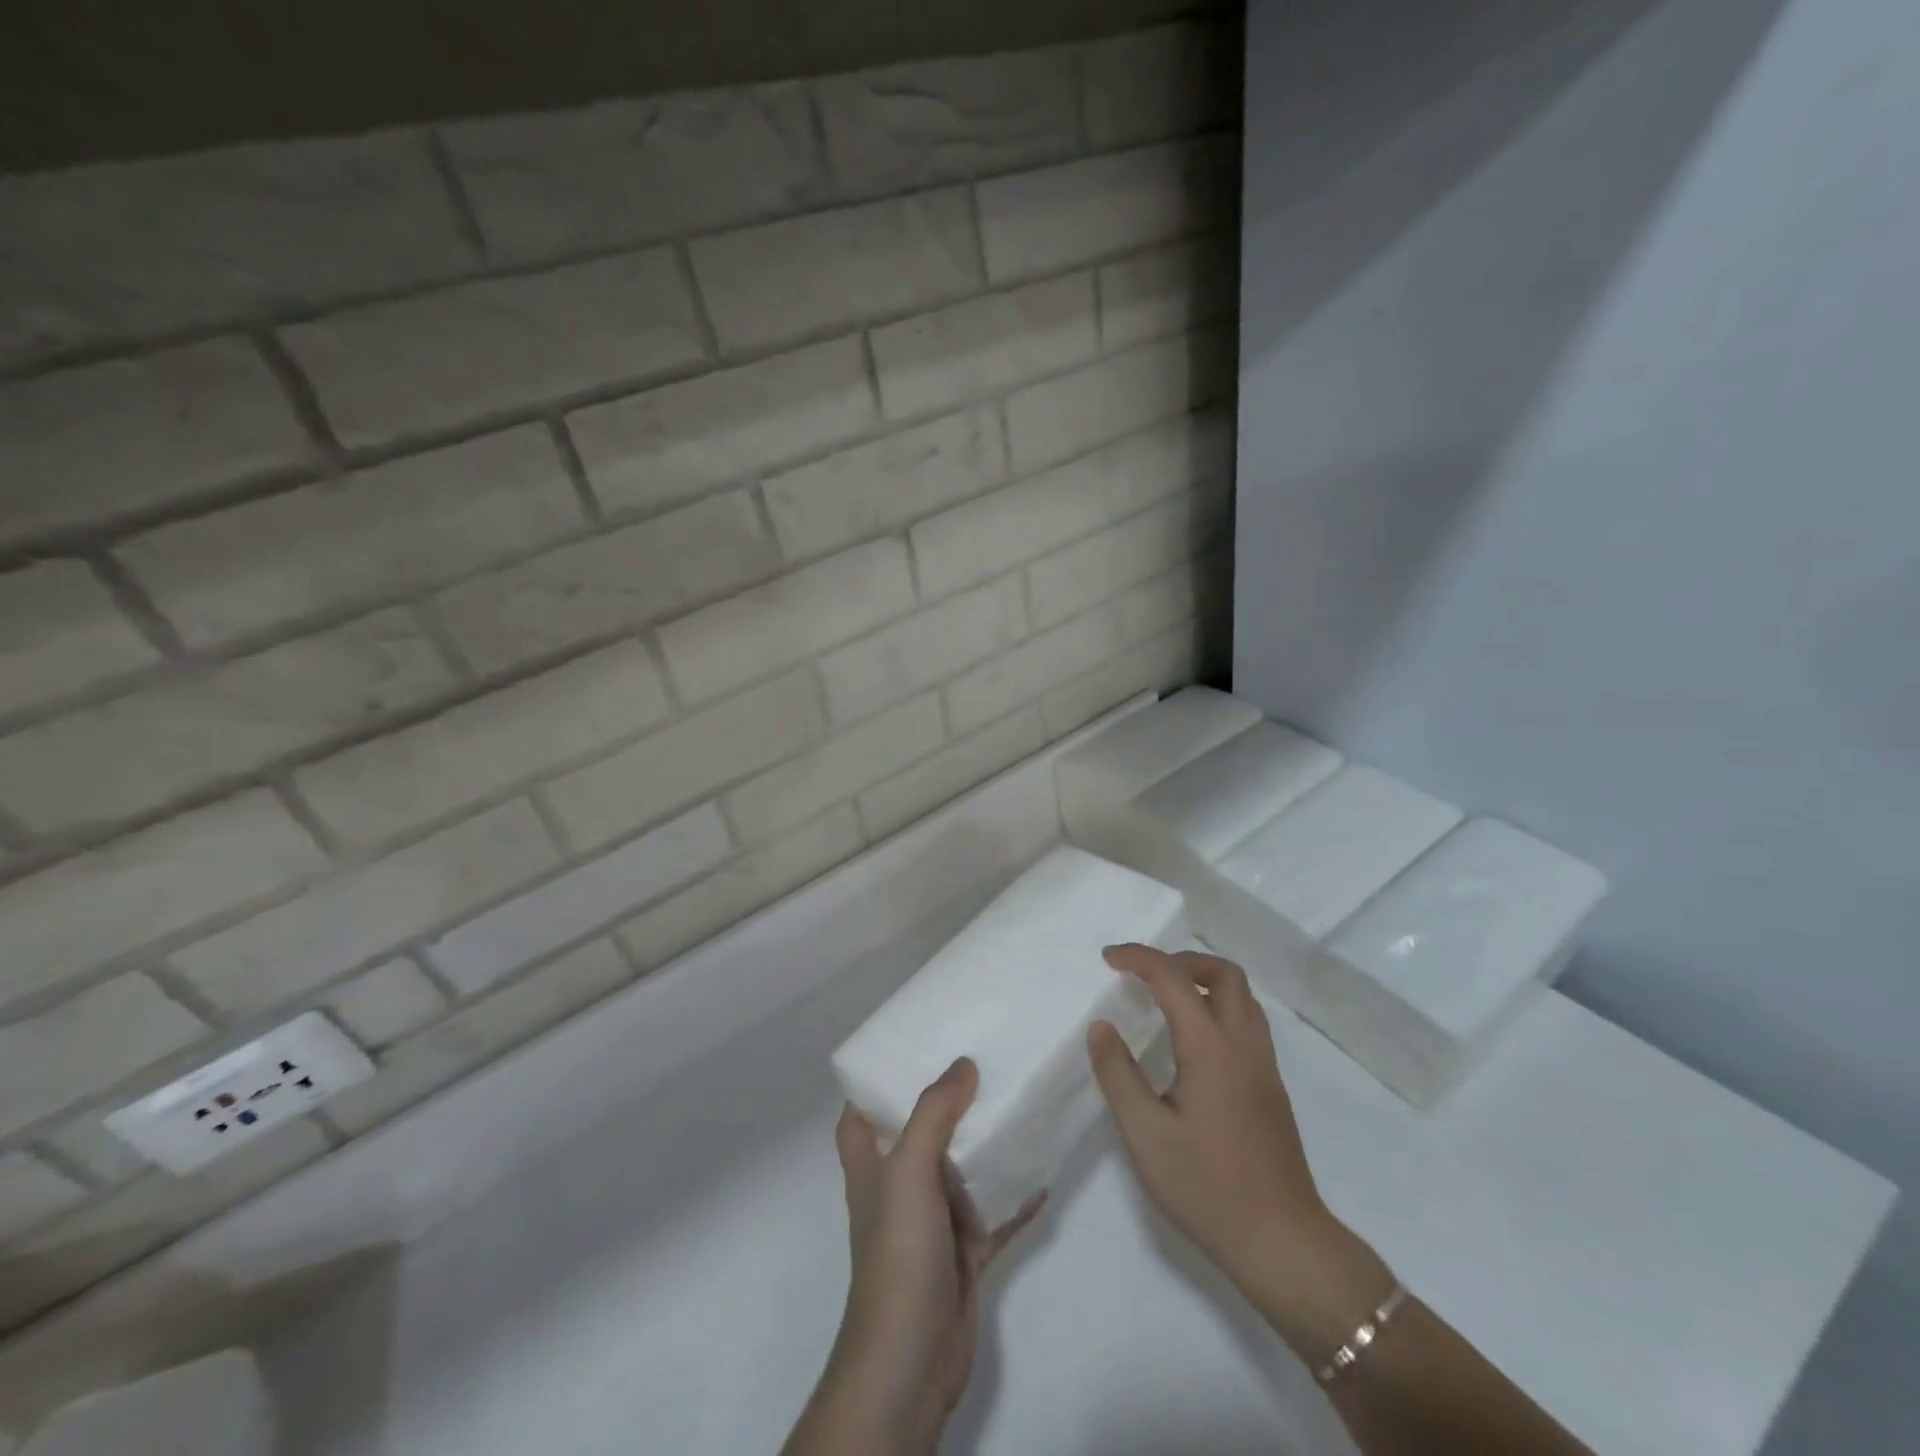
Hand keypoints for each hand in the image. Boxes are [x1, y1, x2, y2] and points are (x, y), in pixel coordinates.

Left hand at [785, 1058, 1041, 1454]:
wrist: (913, 1357)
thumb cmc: (899, 1251)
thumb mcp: (909, 1169)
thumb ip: (934, 1112)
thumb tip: (963, 1063)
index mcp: (871, 1162)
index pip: (862, 1109)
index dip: (879, 1078)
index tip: (915, 1043)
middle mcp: (899, 1184)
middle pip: (921, 1130)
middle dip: (948, 1100)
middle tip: (983, 1059)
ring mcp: (932, 1218)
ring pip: (961, 1167)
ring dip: (985, 1143)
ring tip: (1018, 1100)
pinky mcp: (963, 1249)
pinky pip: (994, 1212)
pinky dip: (1015, 1194)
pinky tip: (1044, 1170)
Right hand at [1087, 944, 1392, 1356]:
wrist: (1283, 1242)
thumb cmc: (1207, 1187)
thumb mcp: (1146, 1135)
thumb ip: (1118, 1074)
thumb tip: (1101, 1026)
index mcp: (1211, 1048)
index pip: (1174, 978)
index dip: (1139, 958)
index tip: (1107, 958)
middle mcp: (1244, 1044)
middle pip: (1224, 973)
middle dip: (1181, 959)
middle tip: (1144, 974)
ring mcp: (1264, 1066)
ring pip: (1242, 996)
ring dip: (1204, 980)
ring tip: (1166, 997)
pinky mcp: (1271, 1087)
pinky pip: (1247, 1021)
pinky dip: (1218, 1006)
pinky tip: (1193, 1039)